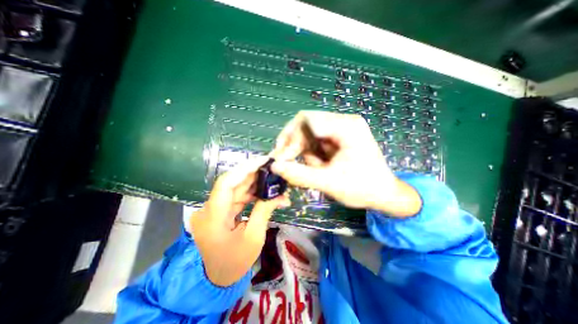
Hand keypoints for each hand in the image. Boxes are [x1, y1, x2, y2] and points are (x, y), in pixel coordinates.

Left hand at [190, 159, 287, 286]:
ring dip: (255, 183)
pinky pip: (237, 197)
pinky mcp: (221, 212)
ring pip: (236, 189)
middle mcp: (209, 209)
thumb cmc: (235, 262)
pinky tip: (266, 191)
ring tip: (273, 178)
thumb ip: (264, 210)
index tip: (262, 162)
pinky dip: (252, 194)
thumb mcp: (254, 237)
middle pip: (232, 183)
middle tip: (272, 167)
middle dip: (254, 174)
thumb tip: (280, 194)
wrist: (218, 279)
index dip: (244, 170)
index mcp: (212, 217)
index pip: (225, 184)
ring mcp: (214, 210)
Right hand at [271, 112, 420, 217]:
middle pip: (306, 125)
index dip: (290, 137)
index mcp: (346, 126)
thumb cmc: (362, 188)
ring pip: (308, 135)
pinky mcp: (338, 138)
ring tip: (316, 170)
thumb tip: (274, 166)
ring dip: (305, 153)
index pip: (307, 120)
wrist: (384, 194)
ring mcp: (340, 129)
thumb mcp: (329, 183)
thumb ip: (300, 174)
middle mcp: (343, 122)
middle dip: (295, 146)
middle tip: (288, 164)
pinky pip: (315, 142)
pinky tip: (320, 167)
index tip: (282, 157)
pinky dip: (311, 156)